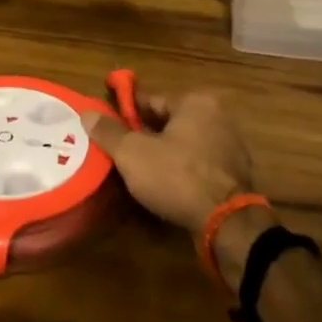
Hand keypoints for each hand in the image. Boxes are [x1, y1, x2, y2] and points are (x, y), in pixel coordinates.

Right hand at [80, 86, 255, 239]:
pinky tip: (163, 183)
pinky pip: (198, 164)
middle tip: (118, 146)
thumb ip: (109, 132)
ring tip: (136, 167)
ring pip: (184, 143)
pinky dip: (181, 169)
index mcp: (196, 102)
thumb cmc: (177, 176)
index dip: (127, 109)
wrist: (225, 222)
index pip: (152, 99)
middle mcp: (218, 117)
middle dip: (145, 132)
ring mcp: (230, 146)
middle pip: (169, 121)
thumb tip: (87, 113)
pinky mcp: (234, 174)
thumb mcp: (132, 153)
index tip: (108, 118)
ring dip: (163, 152)